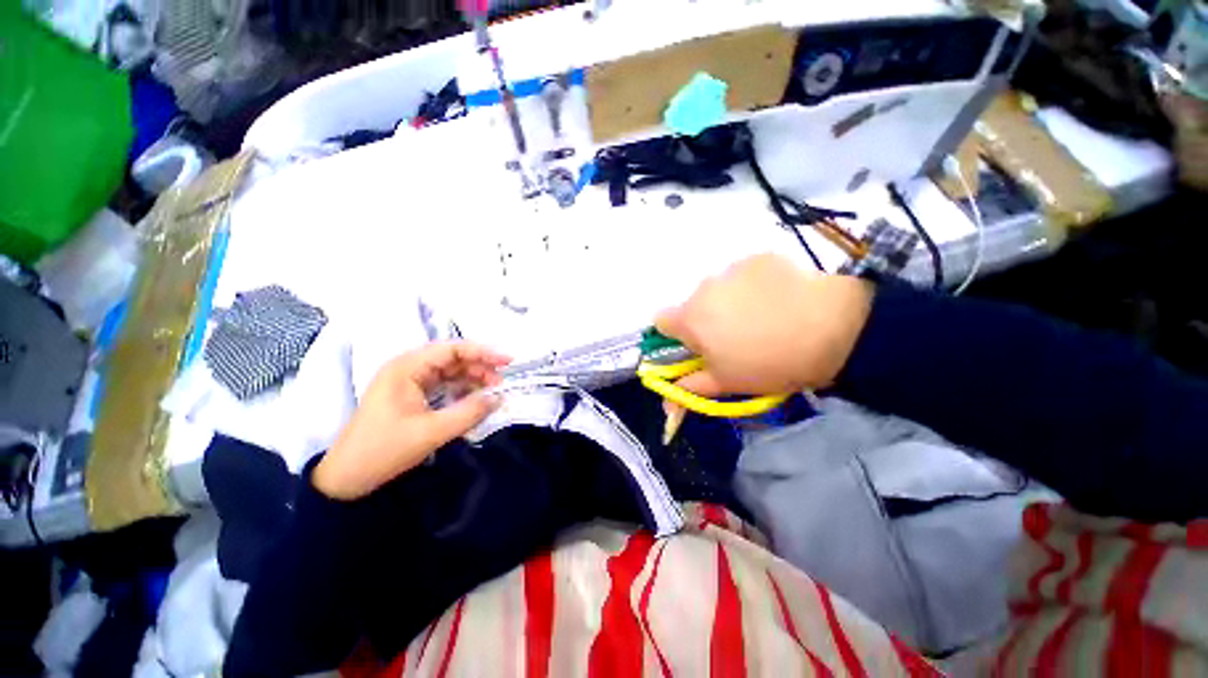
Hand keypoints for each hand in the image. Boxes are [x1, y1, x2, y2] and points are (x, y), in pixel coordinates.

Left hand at [313, 342, 510, 499]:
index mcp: (407, 367)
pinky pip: (443, 385)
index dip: (483, 352)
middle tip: (502, 381)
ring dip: (472, 378)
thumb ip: (469, 412)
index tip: (508, 361)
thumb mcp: (432, 432)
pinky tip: (475, 398)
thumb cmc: (384, 449)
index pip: (452, 349)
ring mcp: (409, 381)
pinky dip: (461, 390)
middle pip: (452, 358)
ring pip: (449, 372)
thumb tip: (499, 398)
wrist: (347, 478)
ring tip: (493, 390)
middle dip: (480, 367)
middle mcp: (408, 368)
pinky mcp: (411, 395)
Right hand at [656, 254, 872, 396]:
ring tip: (763, 318)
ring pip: (719, 290)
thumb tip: (665, 400)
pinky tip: (779, 300)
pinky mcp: (759, 257)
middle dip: (706, 320)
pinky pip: (744, 275)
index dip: (675, 336)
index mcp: (690, 318)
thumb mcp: (727, 383)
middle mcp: (703, 287)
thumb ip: (690, 388)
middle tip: (736, 338)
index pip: (660, 321)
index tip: (697, 346)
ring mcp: (732, 269)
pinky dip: (753, 287)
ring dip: (729, 302)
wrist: (833, 330)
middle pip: (693, 305)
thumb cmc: (770, 363)